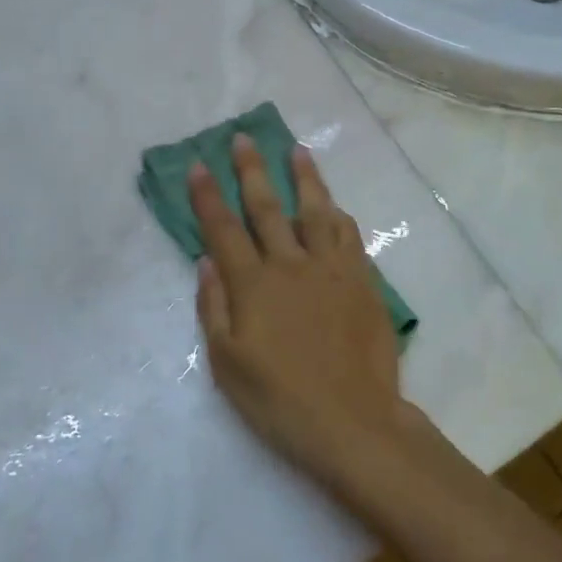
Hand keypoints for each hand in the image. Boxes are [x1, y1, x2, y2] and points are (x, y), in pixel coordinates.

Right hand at [189, 135, 409, 482]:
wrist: (353, 423)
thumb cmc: (280, 401)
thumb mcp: (228, 365)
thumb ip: (213, 308)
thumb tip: (206, 261)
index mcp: (254, 285)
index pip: (224, 229)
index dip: (208, 195)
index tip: (198, 164)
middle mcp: (291, 265)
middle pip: (268, 207)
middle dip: (252, 170)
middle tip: (244, 138)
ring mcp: (332, 270)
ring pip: (316, 211)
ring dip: (305, 178)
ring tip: (298, 150)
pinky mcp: (363, 282)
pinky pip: (350, 237)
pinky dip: (339, 216)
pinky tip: (335, 206)